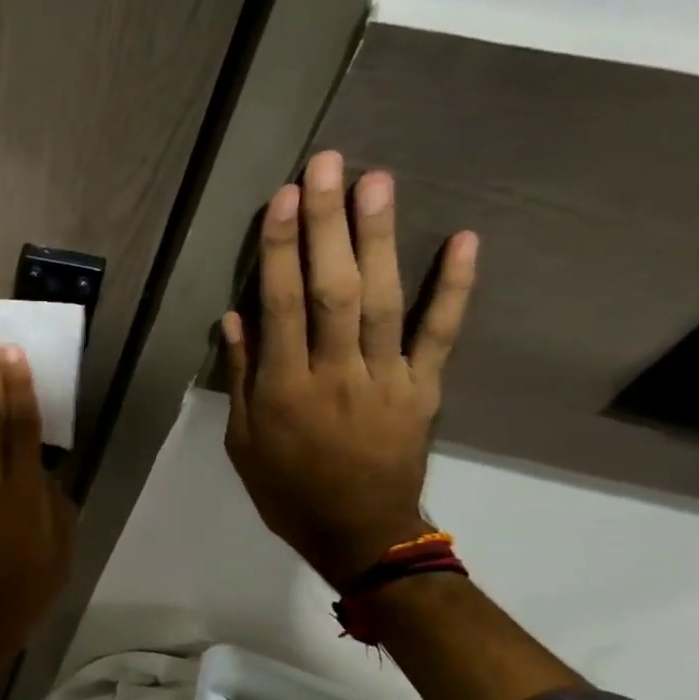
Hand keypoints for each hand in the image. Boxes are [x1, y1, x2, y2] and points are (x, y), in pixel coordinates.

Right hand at [221, 151, 477, 587]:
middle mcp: (335, 374)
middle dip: (328, 224)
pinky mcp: (424, 388)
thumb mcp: (243, 441)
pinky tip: (464, 240)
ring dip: (379, 238)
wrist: (359, 534)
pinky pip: (440, 334)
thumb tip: (235, 317)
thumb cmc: (287, 489)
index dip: (280, 249)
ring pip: (382, 300)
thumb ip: (242, 378)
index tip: (283, 198)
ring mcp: (387, 378)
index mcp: (285, 389)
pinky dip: (453, 287)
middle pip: (331, 289)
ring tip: (378, 181)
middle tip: (330, 165)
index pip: (280, 306)